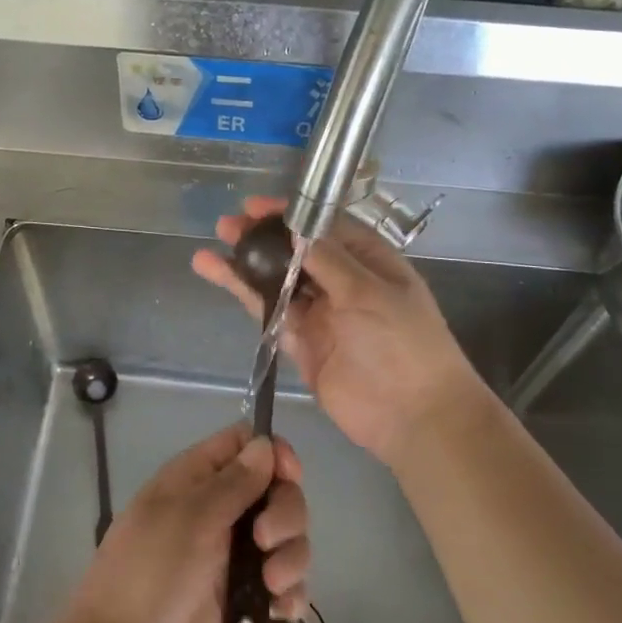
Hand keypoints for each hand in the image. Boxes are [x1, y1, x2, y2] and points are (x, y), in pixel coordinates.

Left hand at [52, 423, 309, 622]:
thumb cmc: (149, 572)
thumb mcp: (190, 517)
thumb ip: (234, 481)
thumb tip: (266, 444)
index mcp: (198, 479)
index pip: (246, 444)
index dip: (273, 452)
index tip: (289, 475)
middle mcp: (222, 511)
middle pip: (278, 490)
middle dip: (286, 512)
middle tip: (264, 540)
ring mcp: (236, 557)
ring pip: (289, 538)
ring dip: (292, 556)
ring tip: (270, 584)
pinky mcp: (247, 600)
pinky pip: (287, 585)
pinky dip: (292, 593)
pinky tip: (280, 610)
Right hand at [193, 197, 492, 469]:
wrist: (412, 415)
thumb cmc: (403, 343)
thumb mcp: (370, 292)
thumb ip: (329, 261)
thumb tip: (295, 230)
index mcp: (368, 261)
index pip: (324, 227)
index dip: (290, 215)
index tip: (255, 207)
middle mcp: (342, 281)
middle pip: (295, 252)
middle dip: (262, 238)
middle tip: (227, 226)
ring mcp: (320, 313)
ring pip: (276, 280)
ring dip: (245, 264)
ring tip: (209, 250)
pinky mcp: (301, 341)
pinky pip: (269, 311)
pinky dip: (244, 293)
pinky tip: (218, 275)